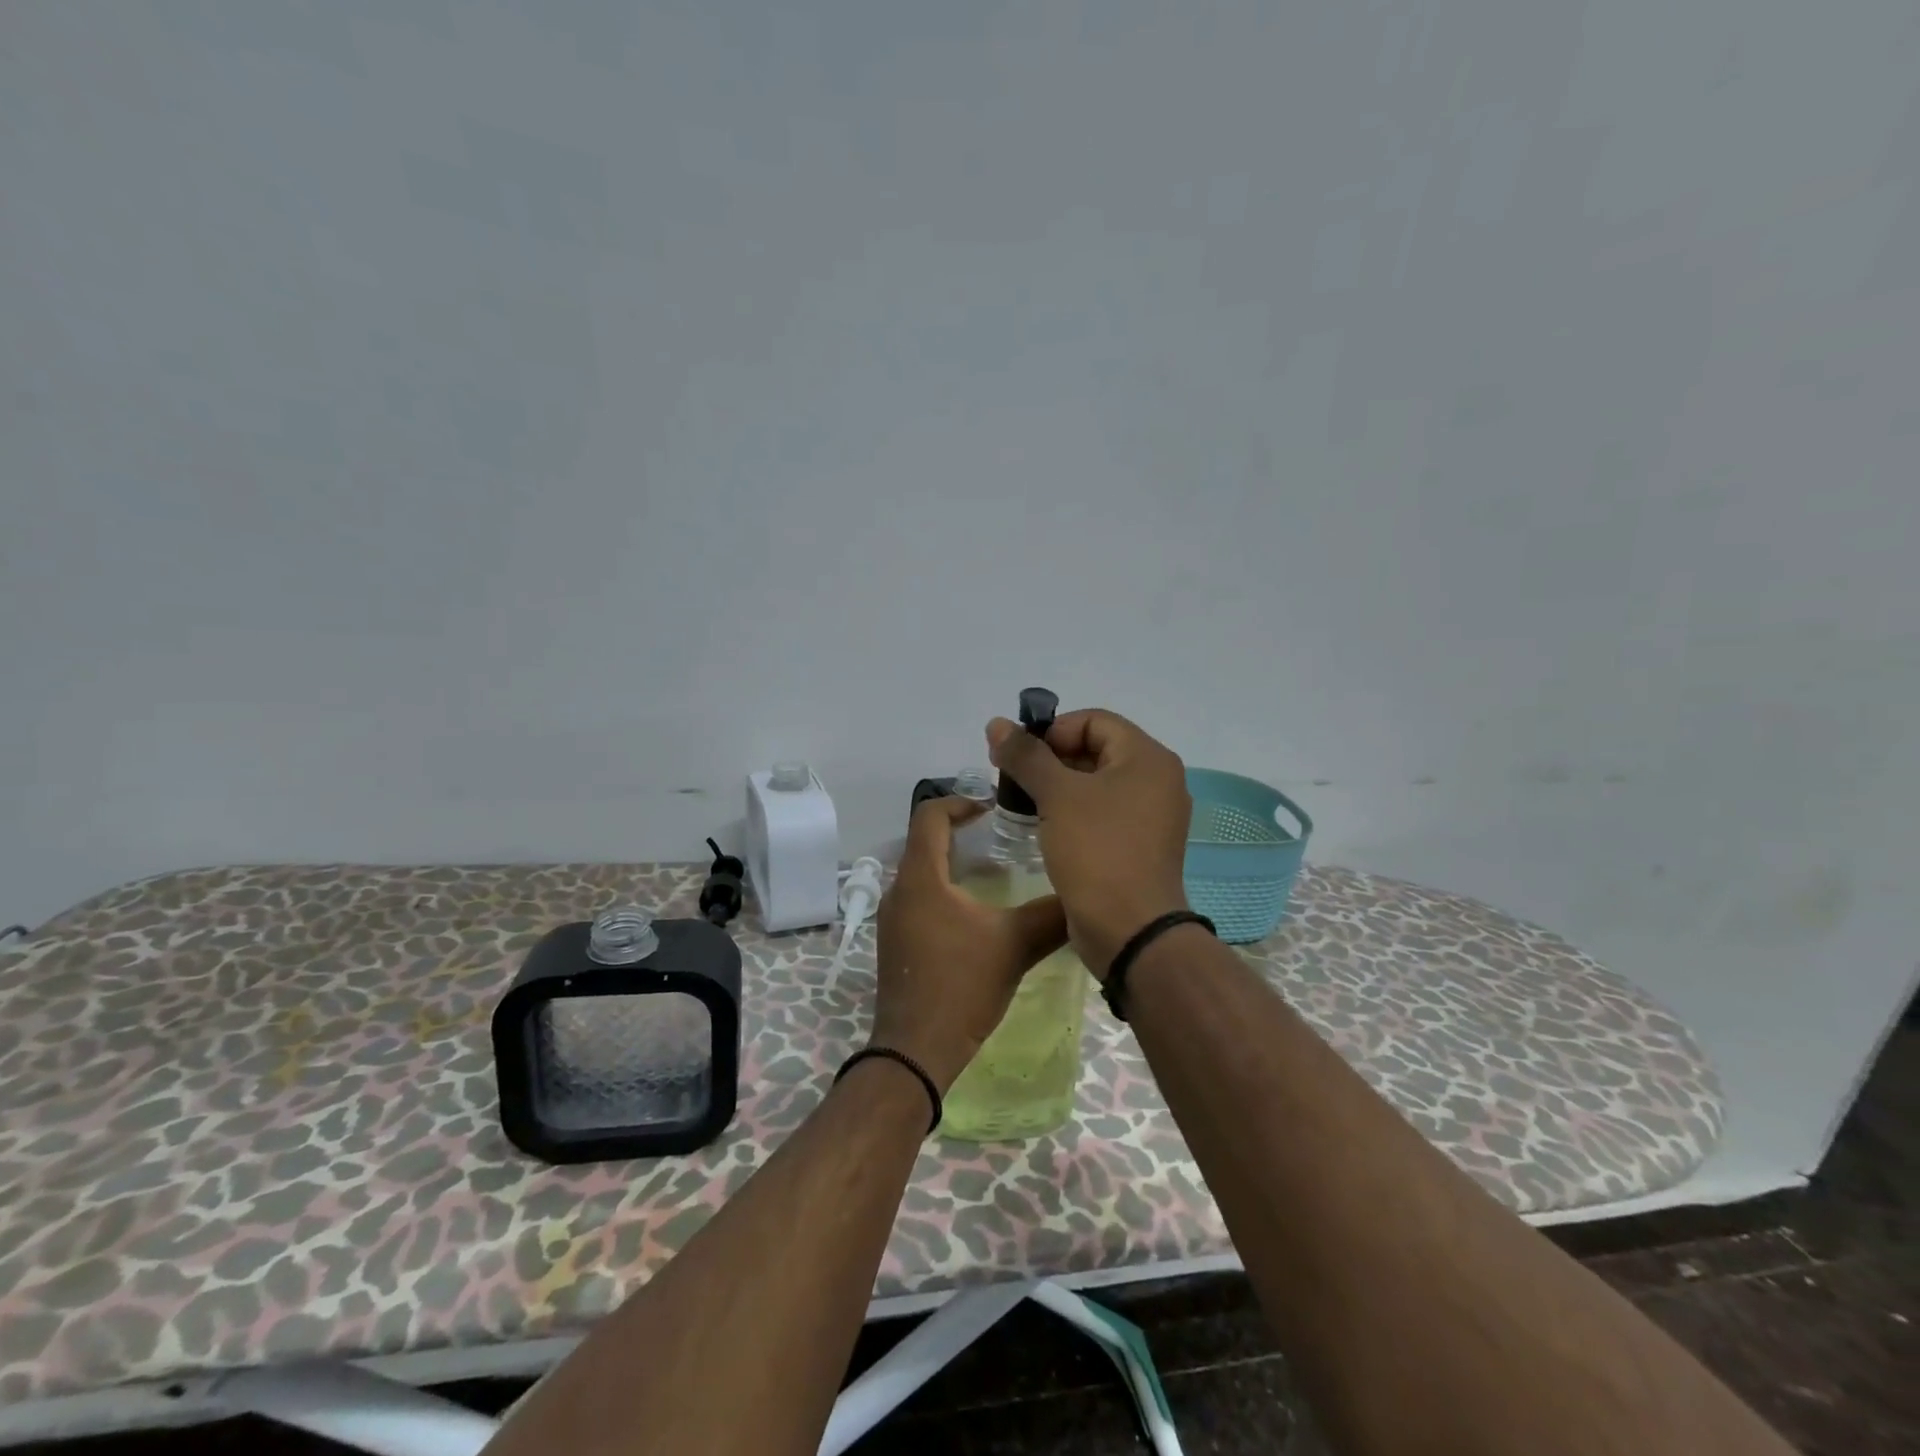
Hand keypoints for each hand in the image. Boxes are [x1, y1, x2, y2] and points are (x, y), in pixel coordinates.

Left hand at [869, 796, 1069, 1093]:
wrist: (915, 1051)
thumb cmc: (961, 987)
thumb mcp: (1014, 945)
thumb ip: (1049, 916)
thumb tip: (1081, 896)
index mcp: (920, 878)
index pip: (929, 815)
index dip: (960, 802)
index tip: (992, 809)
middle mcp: (899, 891)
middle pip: (924, 842)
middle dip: (960, 833)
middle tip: (1000, 838)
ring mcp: (893, 920)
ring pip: (922, 874)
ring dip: (953, 865)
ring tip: (994, 874)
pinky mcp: (895, 944)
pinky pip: (919, 900)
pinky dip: (945, 892)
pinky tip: (975, 915)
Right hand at [986, 708, 1191, 977]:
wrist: (1130, 931)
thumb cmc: (1097, 851)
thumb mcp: (1057, 796)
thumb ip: (1026, 755)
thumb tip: (997, 724)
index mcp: (1148, 758)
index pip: (1094, 720)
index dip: (1052, 731)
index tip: (1018, 756)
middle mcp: (1156, 780)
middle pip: (1095, 750)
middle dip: (1049, 759)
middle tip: (1011, 779)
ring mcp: (1150, 816)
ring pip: (1095, 784)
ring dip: (1056, 787)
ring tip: (1021, 803)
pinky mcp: (1138, 845)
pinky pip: (1101, 814)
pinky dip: (1071, 813)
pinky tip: (1042, 827)